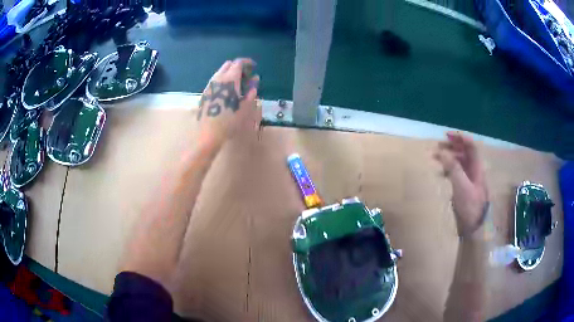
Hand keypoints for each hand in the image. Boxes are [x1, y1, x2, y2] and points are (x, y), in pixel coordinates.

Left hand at [197, 58, 260, 146]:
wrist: (209, 133)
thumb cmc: (230, 120)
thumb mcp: (246, 106)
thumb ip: (251, 89)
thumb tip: (255, 78)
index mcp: (230, 79)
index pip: (239, 63)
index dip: (247, 62)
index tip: (254, 67)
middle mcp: (218, 78)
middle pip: (228, 65)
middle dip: (238, 67)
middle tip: (246, 76)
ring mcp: (209, 85)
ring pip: (220, 72)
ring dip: (230, 73)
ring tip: (238, 85)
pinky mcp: (205, 93)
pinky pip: (215, 80)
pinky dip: (223, 80)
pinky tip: (227, 92)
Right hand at [434, 132, 488, 238]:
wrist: (474, 229)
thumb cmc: (470, 207)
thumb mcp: (461, 186)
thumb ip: (453, 168)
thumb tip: (442, 152)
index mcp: (477, 167)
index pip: (471, 146)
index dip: (460, 138)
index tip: (446, 136)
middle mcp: (475, 171)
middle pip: (465, 152)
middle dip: (452, 147)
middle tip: (437, 147)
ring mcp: (470, 180)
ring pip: (460, 163)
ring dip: (449, 158)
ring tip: (436, 159)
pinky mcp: (465, 189)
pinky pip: (457, 174)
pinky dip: (448, 170)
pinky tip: (440, 174)